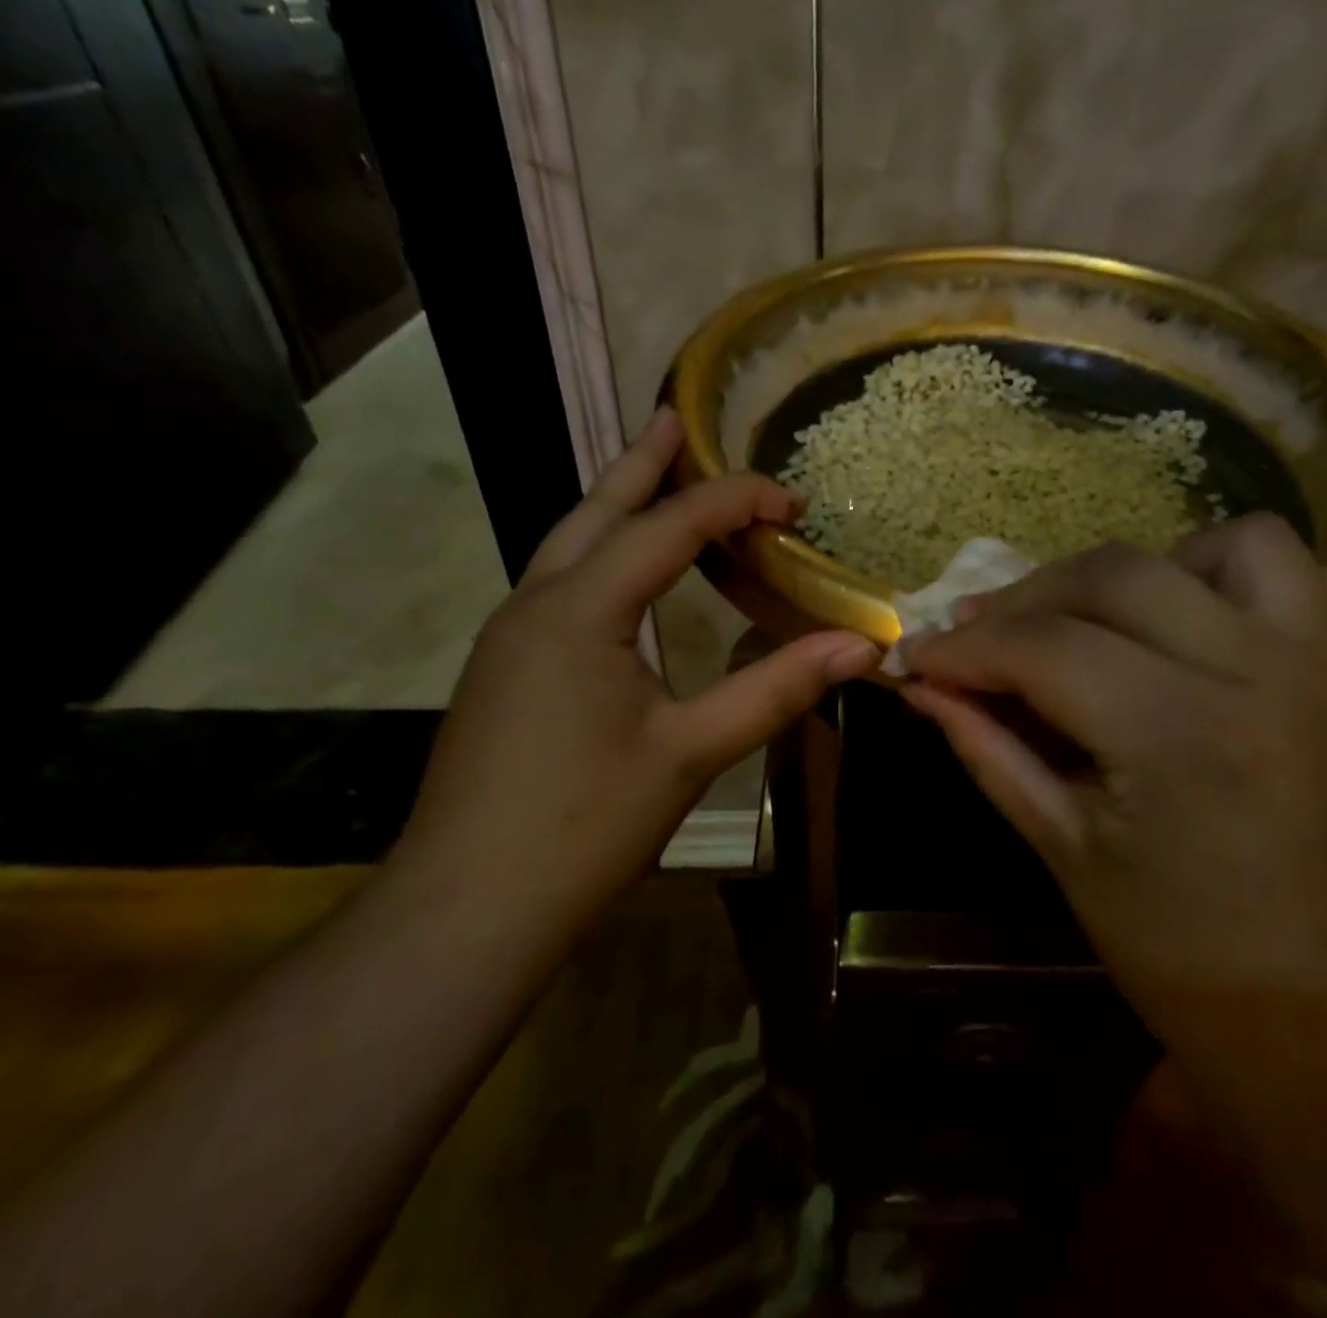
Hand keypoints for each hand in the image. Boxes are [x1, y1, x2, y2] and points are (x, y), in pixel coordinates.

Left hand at [398, 408, 878, 930]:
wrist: (466, 908)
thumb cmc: (584, 826)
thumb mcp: (691, 752)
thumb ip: (776, 689)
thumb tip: (860, 646)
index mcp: (579, 610)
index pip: (668, 526)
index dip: (734, 501)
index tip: (792, 500)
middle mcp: (535, 604)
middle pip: (595, 510)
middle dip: (642, 463)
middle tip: (676, 418)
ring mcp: (509, 637)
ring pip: (567, 544)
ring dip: (614, 505)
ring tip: (652, 476)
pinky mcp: (504, 670)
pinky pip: (558, 584)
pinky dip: (599, 555)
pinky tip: (621, 576)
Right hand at [902, 516, 1326, 1036]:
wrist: (1304, 1005)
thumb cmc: (1168, 943)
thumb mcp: (1058, 844)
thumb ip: (986, 748)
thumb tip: (923, 685)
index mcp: (1177, 734)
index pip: (1044, 649)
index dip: (966, 647)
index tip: (918, 653)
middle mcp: (1258, 675)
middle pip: (1118, 574)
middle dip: (1029, 597)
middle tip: (984, 634)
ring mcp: (1323, 668)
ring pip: (1237, 543)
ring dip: (1156, 567)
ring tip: (1110, 619)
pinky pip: (1322, 581)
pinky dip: (1256, 584)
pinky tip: (1207, 623)